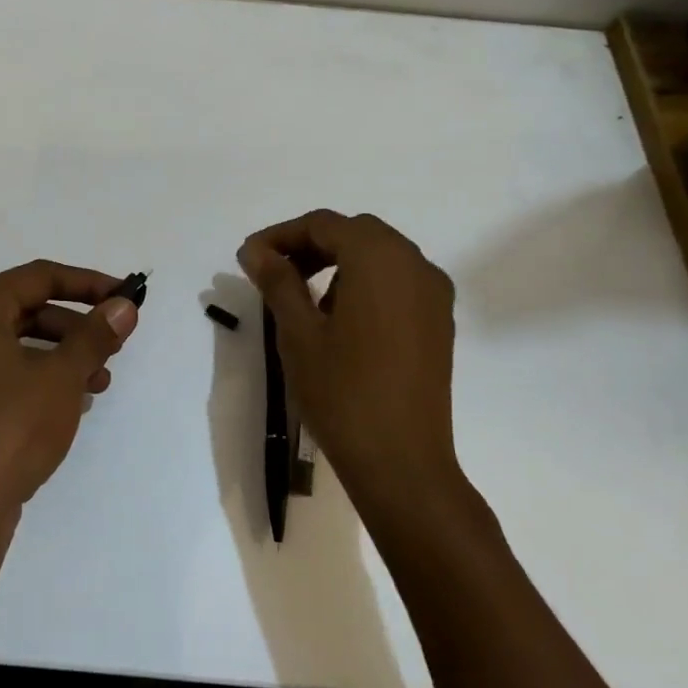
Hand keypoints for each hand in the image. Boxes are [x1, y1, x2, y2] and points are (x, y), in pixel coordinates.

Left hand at [0, 260, 139, 525]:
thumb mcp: (63, 377)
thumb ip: (96, 335)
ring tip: (98, 383)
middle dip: (75, 327)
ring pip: (12, 347)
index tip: (124, 298)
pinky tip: (66, 404)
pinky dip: (33, 379)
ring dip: (59, 357)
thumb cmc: (11, 429)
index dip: (87, 283)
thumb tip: (124, 305)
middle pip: (24, 310)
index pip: (38, 277)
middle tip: (113, 346)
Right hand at [238, 210, 460, 517]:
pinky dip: (364, 281)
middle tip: (272, 271)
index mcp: (379, 259)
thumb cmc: (342, 392)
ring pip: (379, 255)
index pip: (323, 225)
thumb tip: (255, 250)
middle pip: (355, 233)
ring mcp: (433, 293)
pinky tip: (339, 315)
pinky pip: (398, 280)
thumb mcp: (298, 332)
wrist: (402, 462)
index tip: (248, 257)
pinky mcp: (439, 321)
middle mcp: (415, 264)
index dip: (281, 235)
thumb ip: (277, 281)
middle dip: (310, 244)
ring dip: (338, 261)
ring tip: (301, 295)